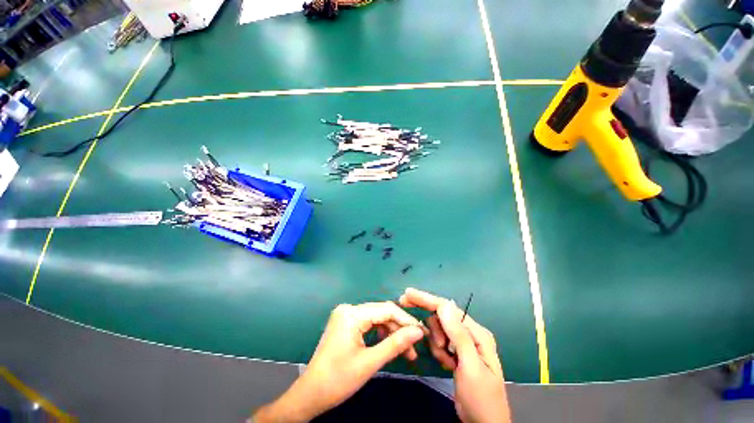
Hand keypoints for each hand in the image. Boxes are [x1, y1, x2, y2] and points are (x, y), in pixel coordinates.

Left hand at [253, 301, 424, 422]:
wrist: (310, 394)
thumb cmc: (338, 379)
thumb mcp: (370, 362)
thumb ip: (396, 344)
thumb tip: (418, 331)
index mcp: (352, 314)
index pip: (386, 310)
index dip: (406, 320)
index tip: (422, 332)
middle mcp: (349, 309)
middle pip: (381, 313)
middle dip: (399, 329)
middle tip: (415, 346)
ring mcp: (346, 315)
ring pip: (376, 318)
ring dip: (391, 332)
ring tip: (406, 351)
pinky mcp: (345, 322)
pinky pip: (368, 323)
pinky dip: (380, 334)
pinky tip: (390, 345)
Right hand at [399, 288, 510, 422]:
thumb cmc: (481, 398)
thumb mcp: (471, 367)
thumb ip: (459, 335)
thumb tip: (445, 305)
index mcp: (477, 333)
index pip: (447, 308)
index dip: (427, 299)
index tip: (407, 294)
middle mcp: (470, 333)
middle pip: (442, 317)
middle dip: (435, 330)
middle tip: (439, 348)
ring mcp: (462, 342)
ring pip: (438, 330)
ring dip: (437, 345)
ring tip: (447, 362)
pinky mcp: (455, 351)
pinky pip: (439, 341)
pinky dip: (438, 351)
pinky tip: (447, 364)